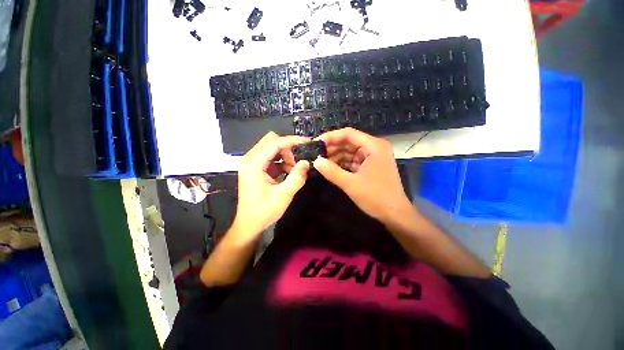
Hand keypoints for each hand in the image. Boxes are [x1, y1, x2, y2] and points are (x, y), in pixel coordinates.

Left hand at [232, 132, 309, 239]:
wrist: (249, 225)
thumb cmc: (264, 211)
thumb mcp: (283, 195)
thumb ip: (297, 177)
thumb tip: (307, 162)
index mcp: (254, 163)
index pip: (275, 142)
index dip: (292, 141)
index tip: (308, 143)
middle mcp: (250, 159)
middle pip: (272, 141)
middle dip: (288, 148)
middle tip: (300, 159)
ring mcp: (253, 163)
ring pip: (272, 148)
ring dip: (286, 155)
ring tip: (296, 168)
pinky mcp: (256, 168)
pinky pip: (271, 158)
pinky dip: (282, 162)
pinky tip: (290, 172)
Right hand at [313, 128, 412, 223]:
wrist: (394, 214)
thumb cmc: (375, 197)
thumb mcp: (350, 184)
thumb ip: (331, 171)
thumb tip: (315, 161)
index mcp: (373, 146)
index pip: (348, 134)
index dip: (331, 137)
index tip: (316, 143)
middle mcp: (374, 147)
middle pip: (349, 142)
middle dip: (332, 148)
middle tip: (315, 153)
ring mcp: (373, 157)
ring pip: (350, 152)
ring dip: (336, 156)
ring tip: (321, 161)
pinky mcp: (370, 166)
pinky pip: (353, 161)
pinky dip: (342, 164)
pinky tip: (331, 168)